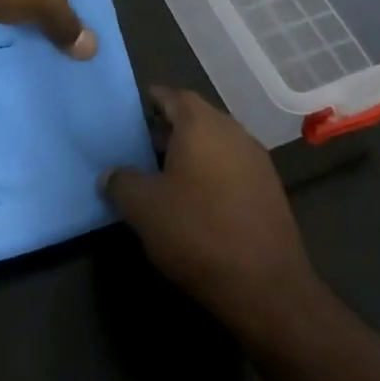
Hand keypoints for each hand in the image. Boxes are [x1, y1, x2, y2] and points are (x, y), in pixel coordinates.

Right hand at [103, 87, 319, 331]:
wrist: (266, 285)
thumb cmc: (197, 232)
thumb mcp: (144, 209)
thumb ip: (121, 182)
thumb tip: (109, 174)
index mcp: (201, 124)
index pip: (173, 95)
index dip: (153, 100)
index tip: (134, 111)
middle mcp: (232, 130)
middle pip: (196, 117)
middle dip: (170, 128)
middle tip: (144, 146)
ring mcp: (256, 158)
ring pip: (217, 142)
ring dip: (193, 151)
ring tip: (167, 175)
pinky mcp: (270, 188)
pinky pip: (233, 165)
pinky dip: (213, 171)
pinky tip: (199, 200)